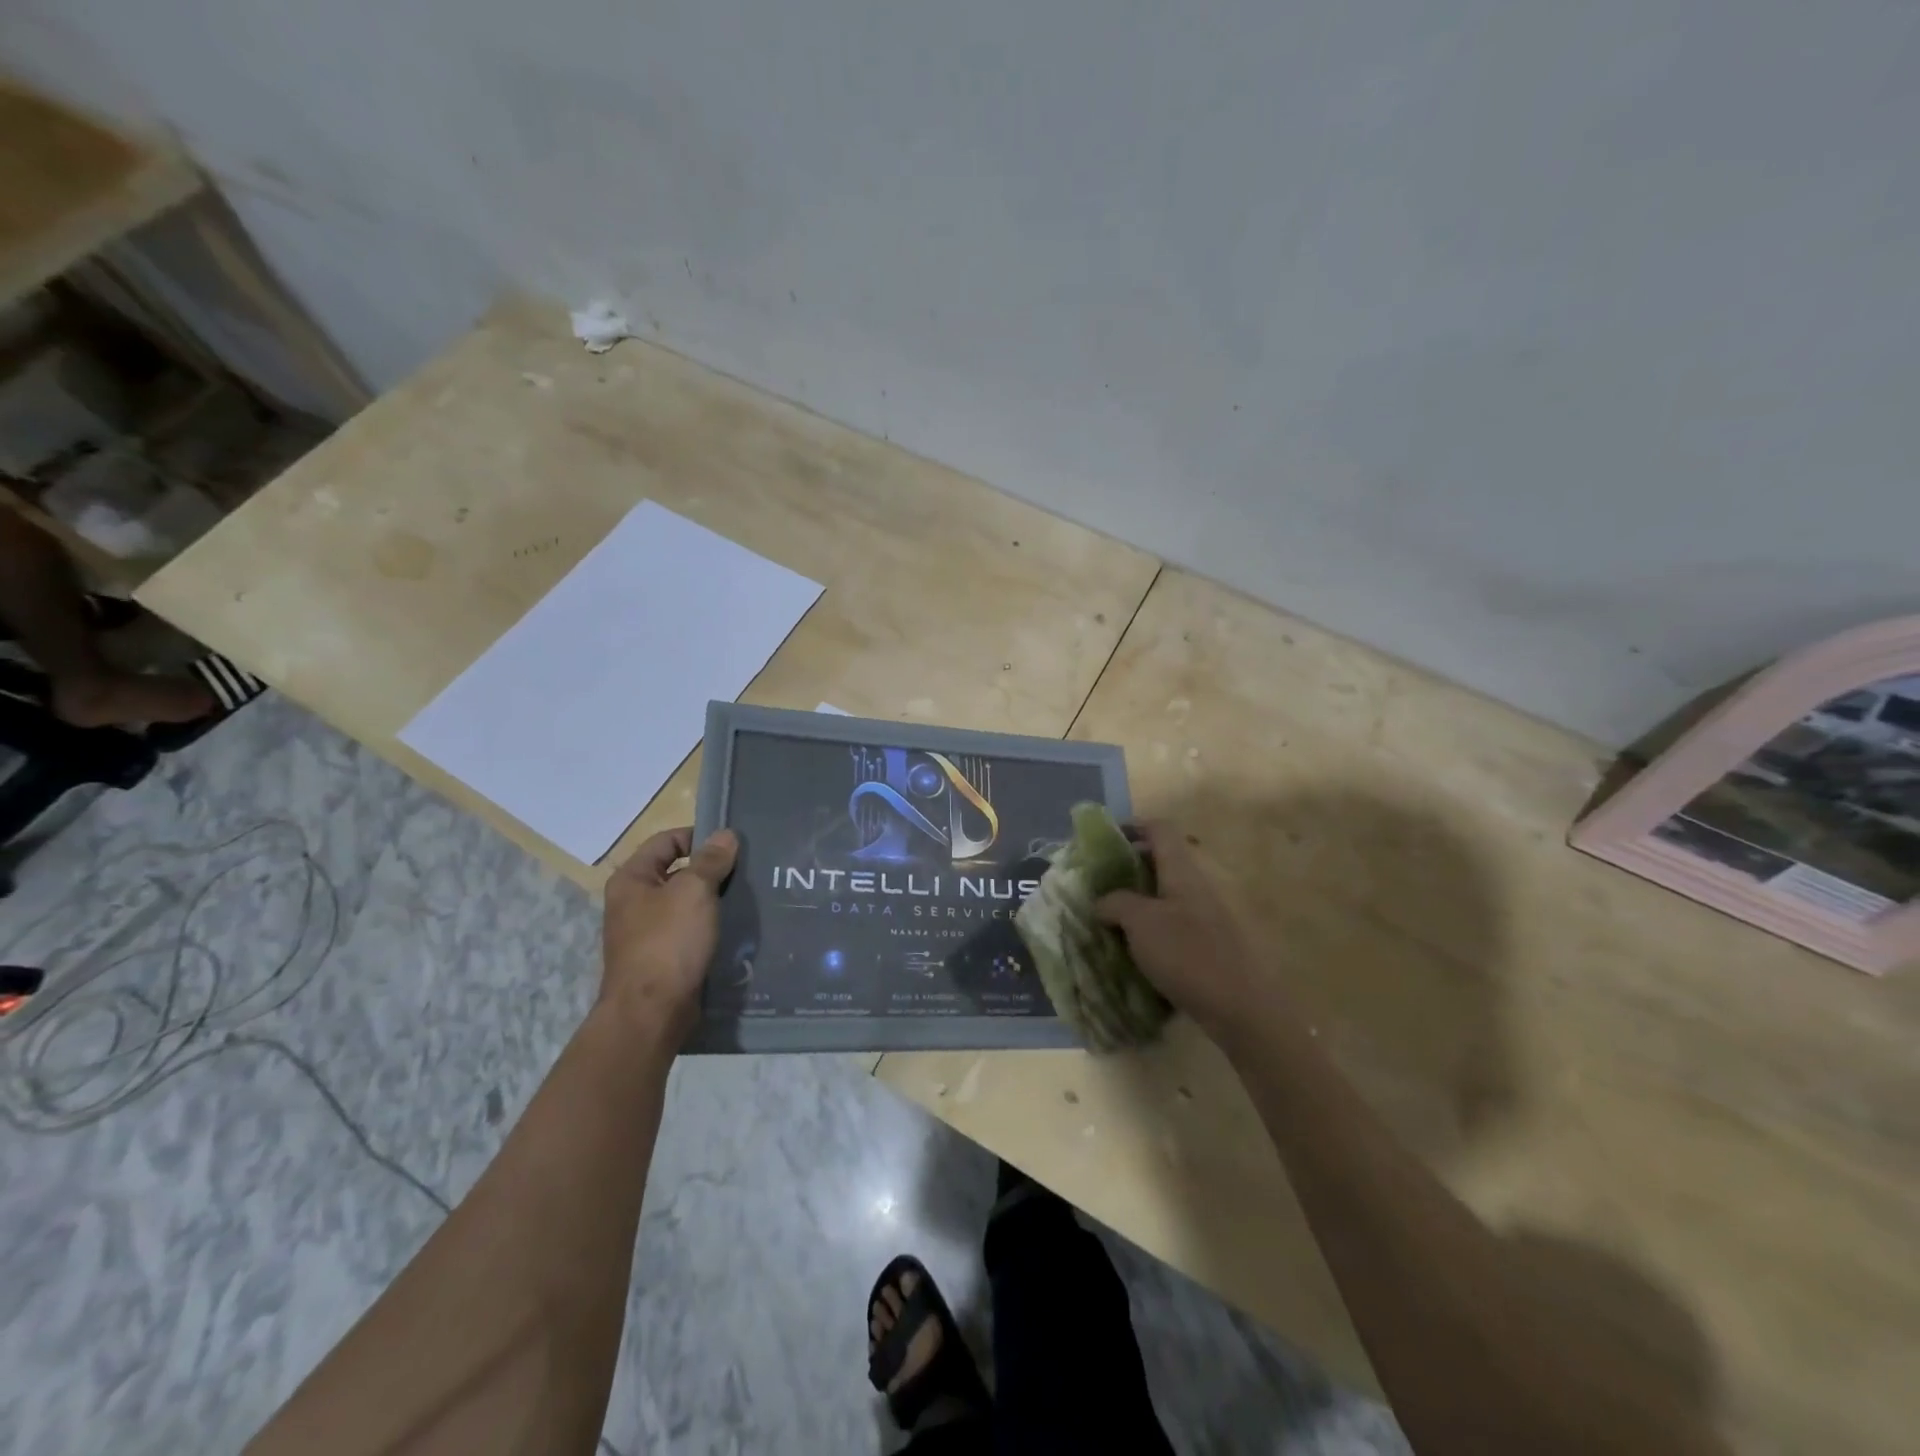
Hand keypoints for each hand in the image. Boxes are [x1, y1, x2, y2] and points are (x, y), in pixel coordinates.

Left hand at [600, 827, 737, 1047]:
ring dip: (714, 899)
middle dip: (711, 869)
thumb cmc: (668, 942)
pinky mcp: (663, 957)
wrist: (652, 1012)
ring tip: (748, 896)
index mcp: (632, 879)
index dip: (699, 836)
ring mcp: (647, 932)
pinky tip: (736, 926)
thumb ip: (711, 860)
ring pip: (687, 903)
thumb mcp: (694, 891)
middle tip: (747, 869)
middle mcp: (634, 902)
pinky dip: (711, 925)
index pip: (667, 840)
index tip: (734, 845)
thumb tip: (726, 834)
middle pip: (678, 871)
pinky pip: (690, 930)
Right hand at [1094, 823, 1282, 1049]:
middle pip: (1161, 861)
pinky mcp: (1206, 945)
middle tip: (1098, 883)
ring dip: (1136, 901)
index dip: (1132, 826)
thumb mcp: (1140, 922)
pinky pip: (1171, 924)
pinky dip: (1149, 928)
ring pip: (1164, 895)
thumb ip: (1116, 903)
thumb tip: (1102, 902)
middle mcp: (1195, 887)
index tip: (1104, 839)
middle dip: (1128, 868)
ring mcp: (1204, 917)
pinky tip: (1132, 949)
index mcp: (1181, 871)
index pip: (1159, 830)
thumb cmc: (1188, 954)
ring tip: (1108, 919)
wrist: (1240, 1008)